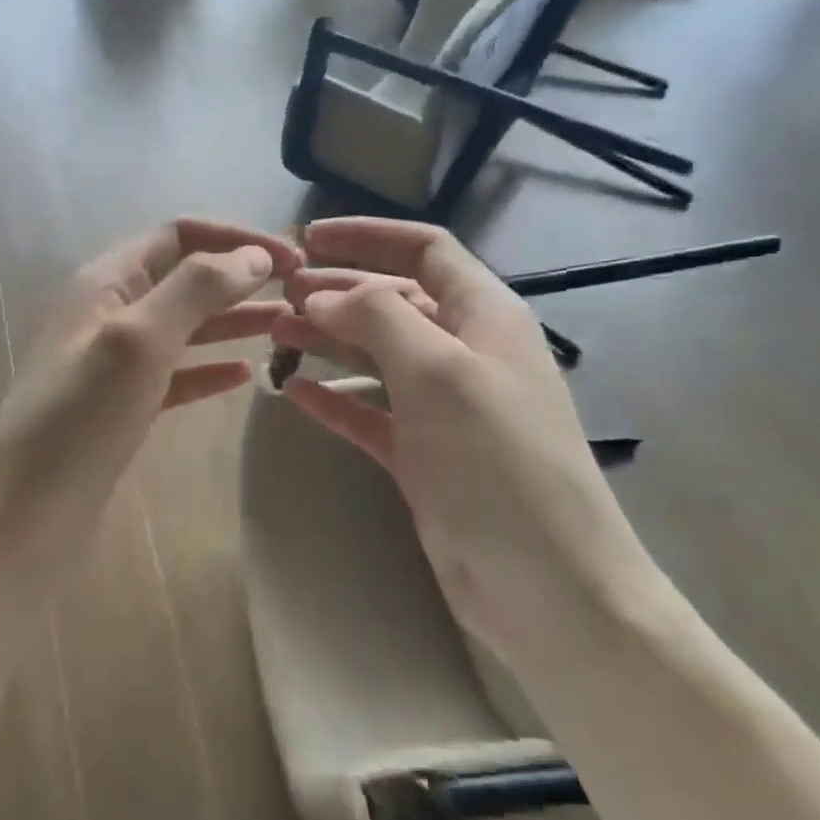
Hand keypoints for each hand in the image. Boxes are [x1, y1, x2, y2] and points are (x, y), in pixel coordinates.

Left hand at [0, 218, 301, 580]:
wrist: (21, 516)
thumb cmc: (78, 419)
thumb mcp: (137, 340)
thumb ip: (195, 290)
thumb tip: (254, 256)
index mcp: (105, 283)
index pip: (177, 236)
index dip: (234, 238)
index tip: (291, 258)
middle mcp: (109, 315)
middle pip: (185, 279)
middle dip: (240, 277)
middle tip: (301, 293)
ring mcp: (114, 366)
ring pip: (184, 327)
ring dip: (233, 320)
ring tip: (288, 326)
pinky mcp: (122, 410)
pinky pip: (175, 375)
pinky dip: (209, 369)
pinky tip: (244, 375)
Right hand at [273, 218, 653, 656]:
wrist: (545, 583)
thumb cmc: (497, 461)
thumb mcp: (439, 371)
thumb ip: (379, 317)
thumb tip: (326, 295)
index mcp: (484, 316)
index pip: (425, 251)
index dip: (368, 236)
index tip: (308, 238)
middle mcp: (463, 352)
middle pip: (393, 301)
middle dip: (337, 291)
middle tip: (278, 295)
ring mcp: (442, 407)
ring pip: (375, 355)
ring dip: (327, 340)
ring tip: (274, 336)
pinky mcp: (421, 455)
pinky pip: (368, 411)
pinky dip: (332, 398)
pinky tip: (292, 392)